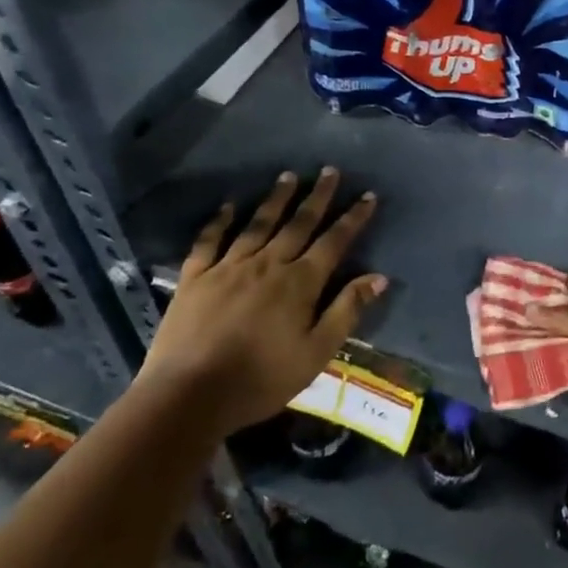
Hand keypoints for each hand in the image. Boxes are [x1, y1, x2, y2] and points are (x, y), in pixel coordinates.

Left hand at [139, 168, 385, 434]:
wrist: (188, 396)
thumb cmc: (261, 379)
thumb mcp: (316, 352)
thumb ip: (347, 311)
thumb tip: (379, 277)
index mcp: (300, 282)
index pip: (334, 241)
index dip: (353, 218)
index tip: (368, 196)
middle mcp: (268, 264)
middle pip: (298, 223)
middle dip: (318, 196)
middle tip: (330, 170)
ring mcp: (228, 268)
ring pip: (258, 224)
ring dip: (276, 198)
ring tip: (289, 175)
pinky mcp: (195, 279)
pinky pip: (209, 242)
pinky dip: (220, 221)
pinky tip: (229, 206)